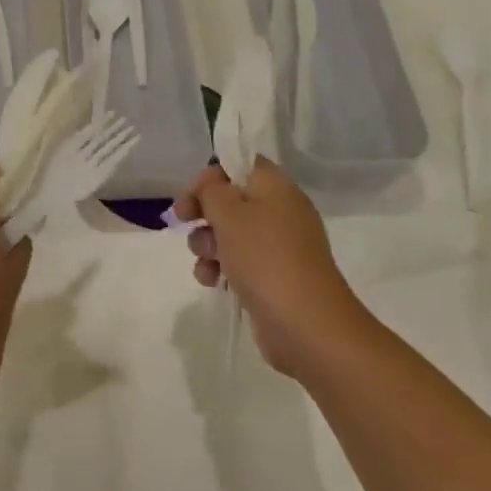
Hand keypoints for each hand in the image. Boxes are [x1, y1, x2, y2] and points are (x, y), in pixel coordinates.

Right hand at [174, 159, 372, 380]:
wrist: (307, 325)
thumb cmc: (265, 258)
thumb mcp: (229, 213)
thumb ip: (211, 190)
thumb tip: (211, 187)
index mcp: (276, 188)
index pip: (241, 165)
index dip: (212, 175)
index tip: (191, 194)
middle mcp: (280, 212)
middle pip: (231, 200)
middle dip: (203, 211)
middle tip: (183, 220)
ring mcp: (278, 247)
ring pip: (230, 233)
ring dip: (207, 243)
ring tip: (205, 261)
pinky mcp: (273, 278)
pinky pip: (239, 262)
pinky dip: (221, 268)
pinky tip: (212, 281)